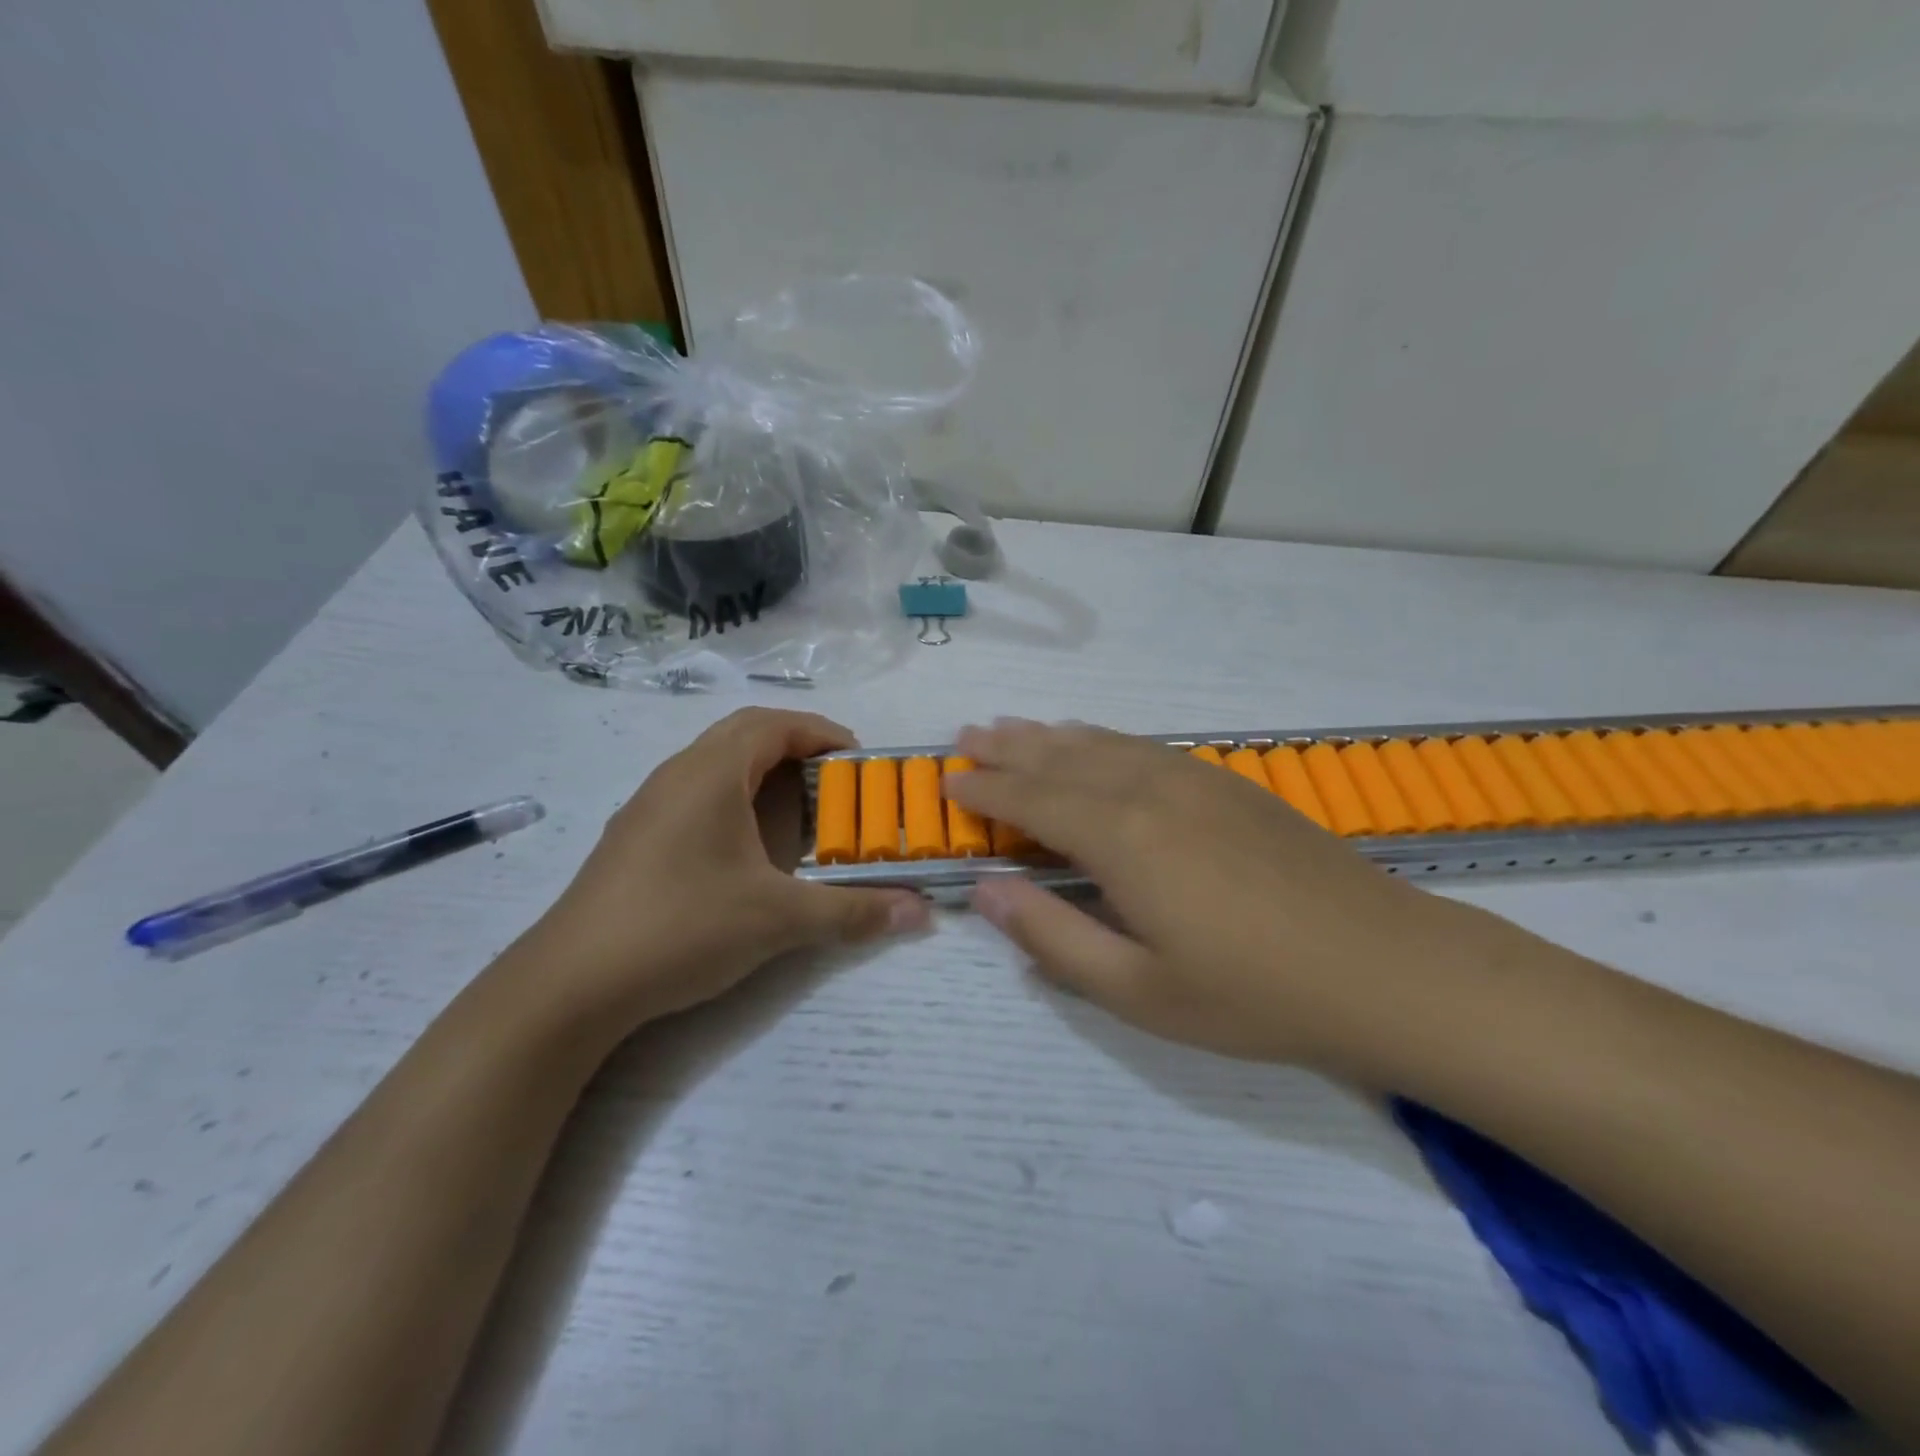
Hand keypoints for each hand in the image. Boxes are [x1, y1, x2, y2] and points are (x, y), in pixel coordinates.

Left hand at [510, 709, 928, 1032]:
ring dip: (760, 772)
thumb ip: (854, 912)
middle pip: (743, 733)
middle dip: (794, 746)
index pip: (774, 724)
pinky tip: (745, 847)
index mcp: (711, 773)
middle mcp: (677, 775)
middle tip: (833, 780)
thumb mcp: (779, 920)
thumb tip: (921, 913)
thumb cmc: (682, 927)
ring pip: (714, 763)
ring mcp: (648, 805)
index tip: (858, 760)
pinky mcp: (634, 837)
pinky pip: (694, 793)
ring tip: (797, 810)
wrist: (570, 984)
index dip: (821, 732)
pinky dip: (732, 798)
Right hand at [946, 720, 1517, 1078]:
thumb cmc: (1253, 994)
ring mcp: (1194, 781)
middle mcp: (1150, 791)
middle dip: (1009, 748)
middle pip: (1062, 759)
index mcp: (1121, 838)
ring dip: (1052, 736)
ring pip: (1104, 744)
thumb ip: (1054, 936)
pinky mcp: (1229, 785)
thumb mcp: (1138, 991)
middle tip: (967, 736)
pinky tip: (1097, 743)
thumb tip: (985, 891)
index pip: (1033, 800)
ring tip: (1015, 726)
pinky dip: (1105, 740)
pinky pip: (1146, 748)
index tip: (948, 780)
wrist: (1385, 968)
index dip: (986, 789)